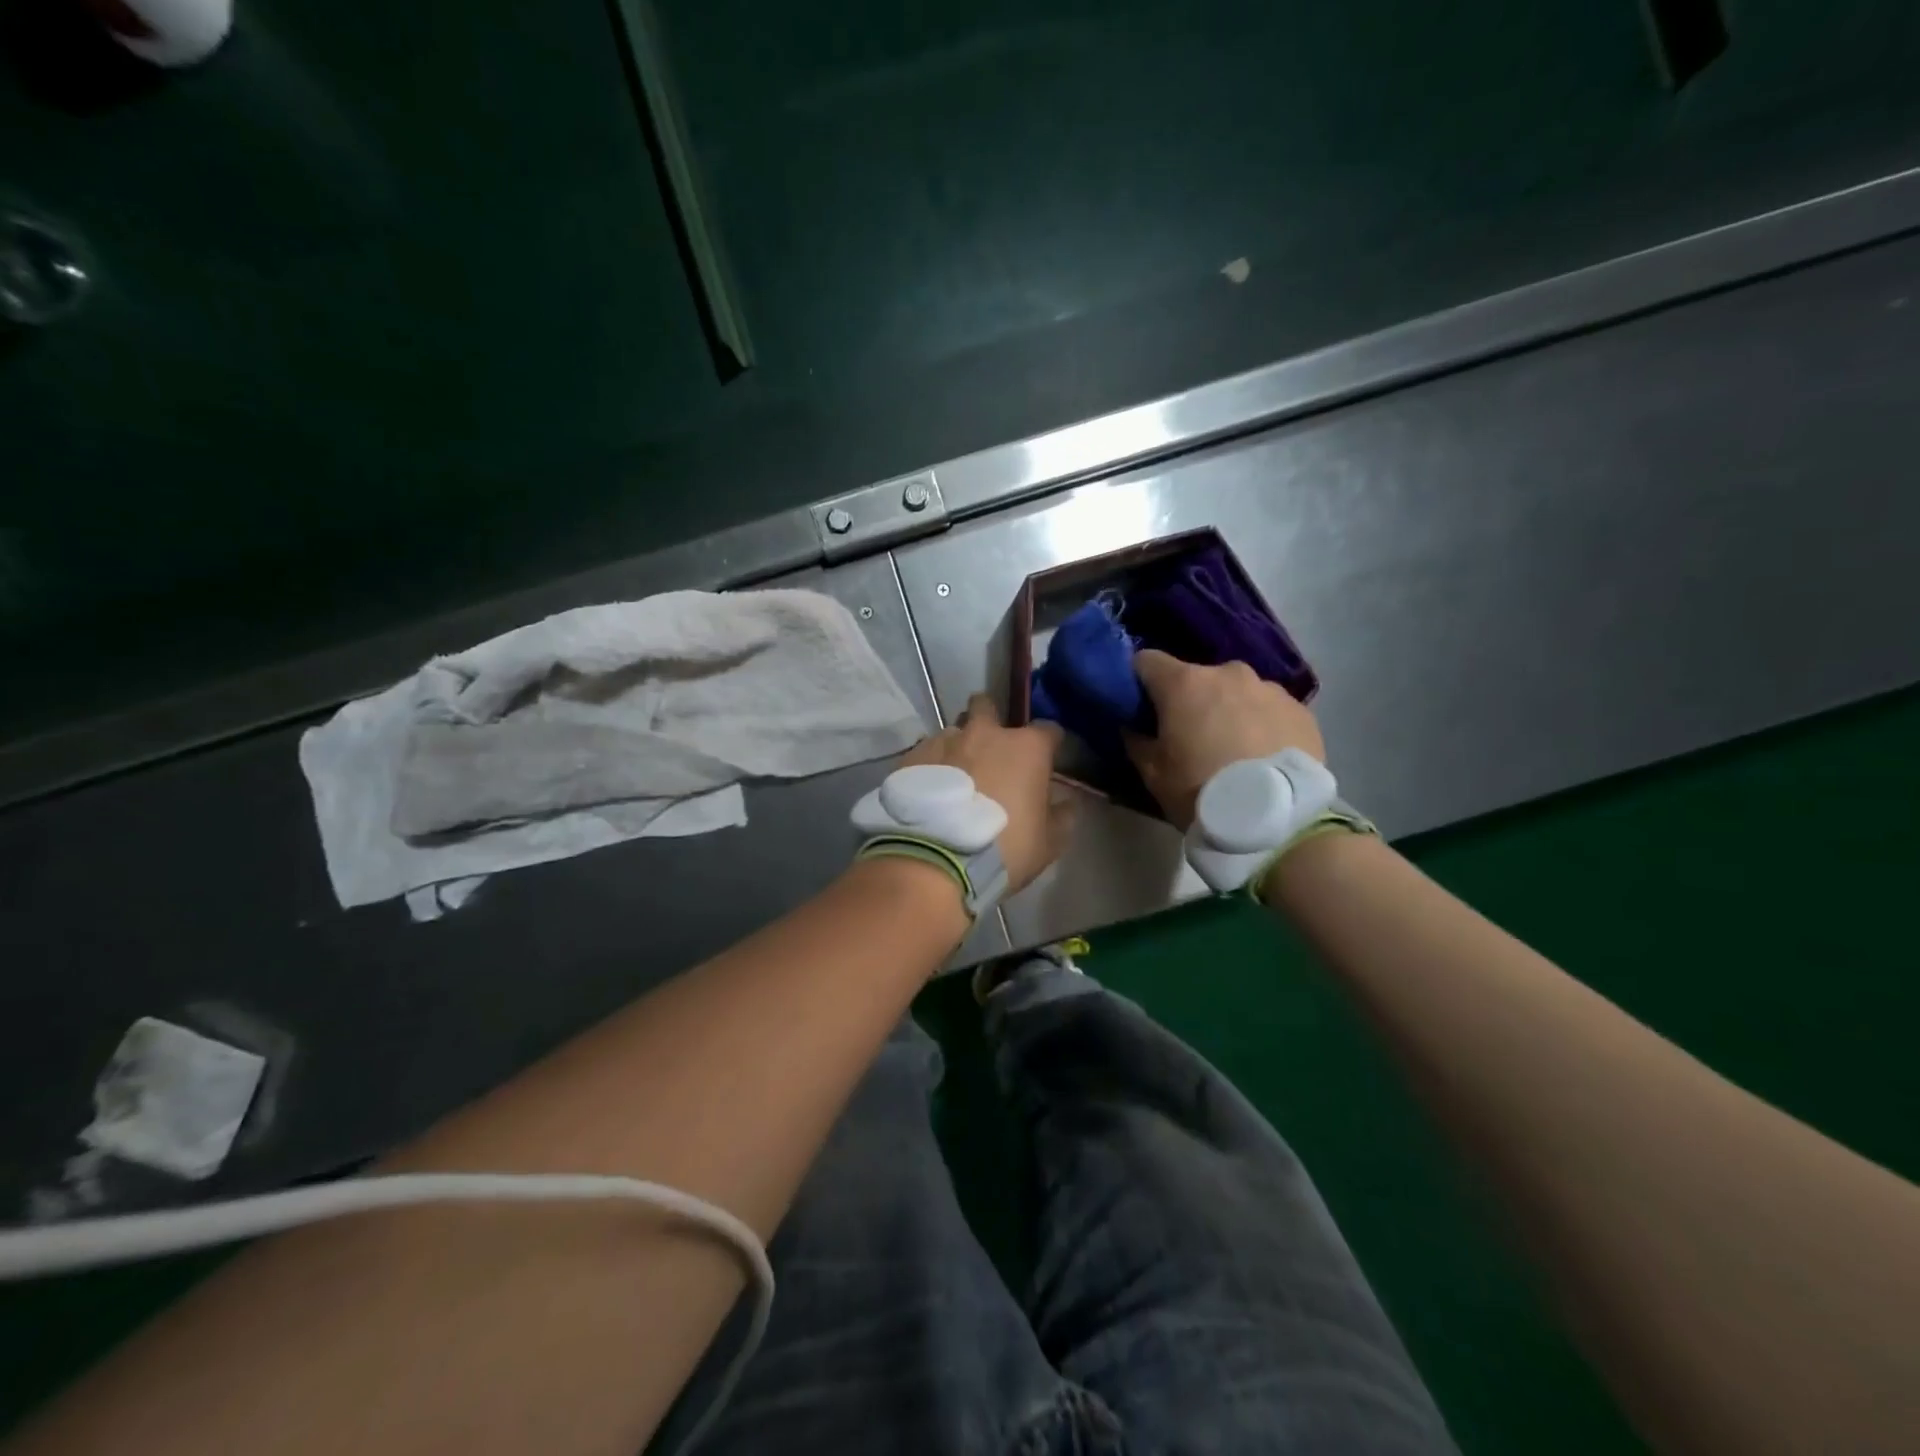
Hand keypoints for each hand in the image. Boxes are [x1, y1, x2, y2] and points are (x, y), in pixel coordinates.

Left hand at [898, 694, 1072, 892]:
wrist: (936, 859)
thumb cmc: (1004, 849)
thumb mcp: (1049, 842)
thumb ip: (1063, 815)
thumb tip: (1066, 800)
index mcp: (1026, 748)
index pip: (1048, 729)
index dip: (1049, 744)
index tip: (1046, 760)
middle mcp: (985, 733)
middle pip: (988, 706)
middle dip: (991, 719)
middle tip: (990, 750)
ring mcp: (945, 740)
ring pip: (955, 730)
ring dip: (960, 745)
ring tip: (956, 774)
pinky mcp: (913, 756)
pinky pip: (928, 750)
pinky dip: (933, 764)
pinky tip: (932, 787)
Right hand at [1125, 649, 1326, 828]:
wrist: (1275, 820)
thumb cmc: (1201, 791)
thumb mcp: (1152, 773)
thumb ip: (1136, 740)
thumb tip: (1133, 725)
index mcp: (1184, 683)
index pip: (1147, 661)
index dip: (1139, 681)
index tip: (1140, 706)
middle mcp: (1227, 673)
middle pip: (1196, 677)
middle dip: (1189, 699)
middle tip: (1190, 735)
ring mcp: (1269, 688)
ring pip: (1236, 691)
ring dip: (1228, 710)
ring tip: (1233, 748)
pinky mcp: (1300, 710)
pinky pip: (1269, 709)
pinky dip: (1260, 724)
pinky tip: (1262, 755)